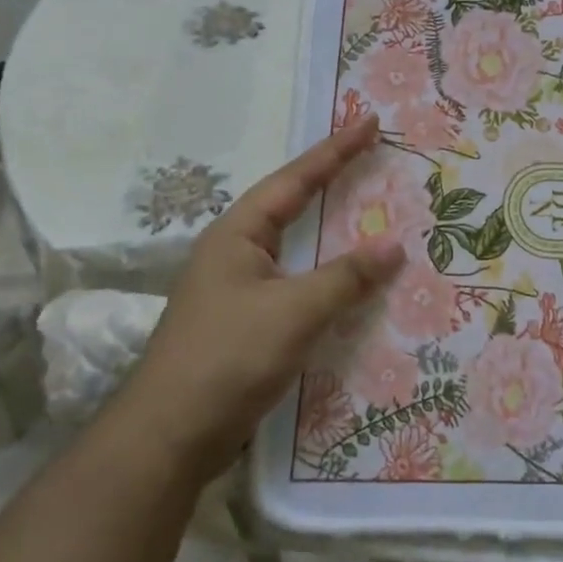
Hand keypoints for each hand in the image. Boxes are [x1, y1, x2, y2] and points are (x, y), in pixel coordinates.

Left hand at [119, 116, 404, 466]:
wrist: (168, 438)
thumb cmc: (227, 358)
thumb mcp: (293, 311)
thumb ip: (346, 276)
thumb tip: (394, 245)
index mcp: (238, 234)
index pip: (295, 180)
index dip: (335, 150)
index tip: (369, 122)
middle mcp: (236, 252)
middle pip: (292, 204)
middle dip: (332, 180)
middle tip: (372, 157)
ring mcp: (238, 289)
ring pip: (295, 246)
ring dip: (332, 229)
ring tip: (370, 210)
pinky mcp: (246, 323)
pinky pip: (297, 282)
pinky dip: (326, 272)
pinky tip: (349, 281)